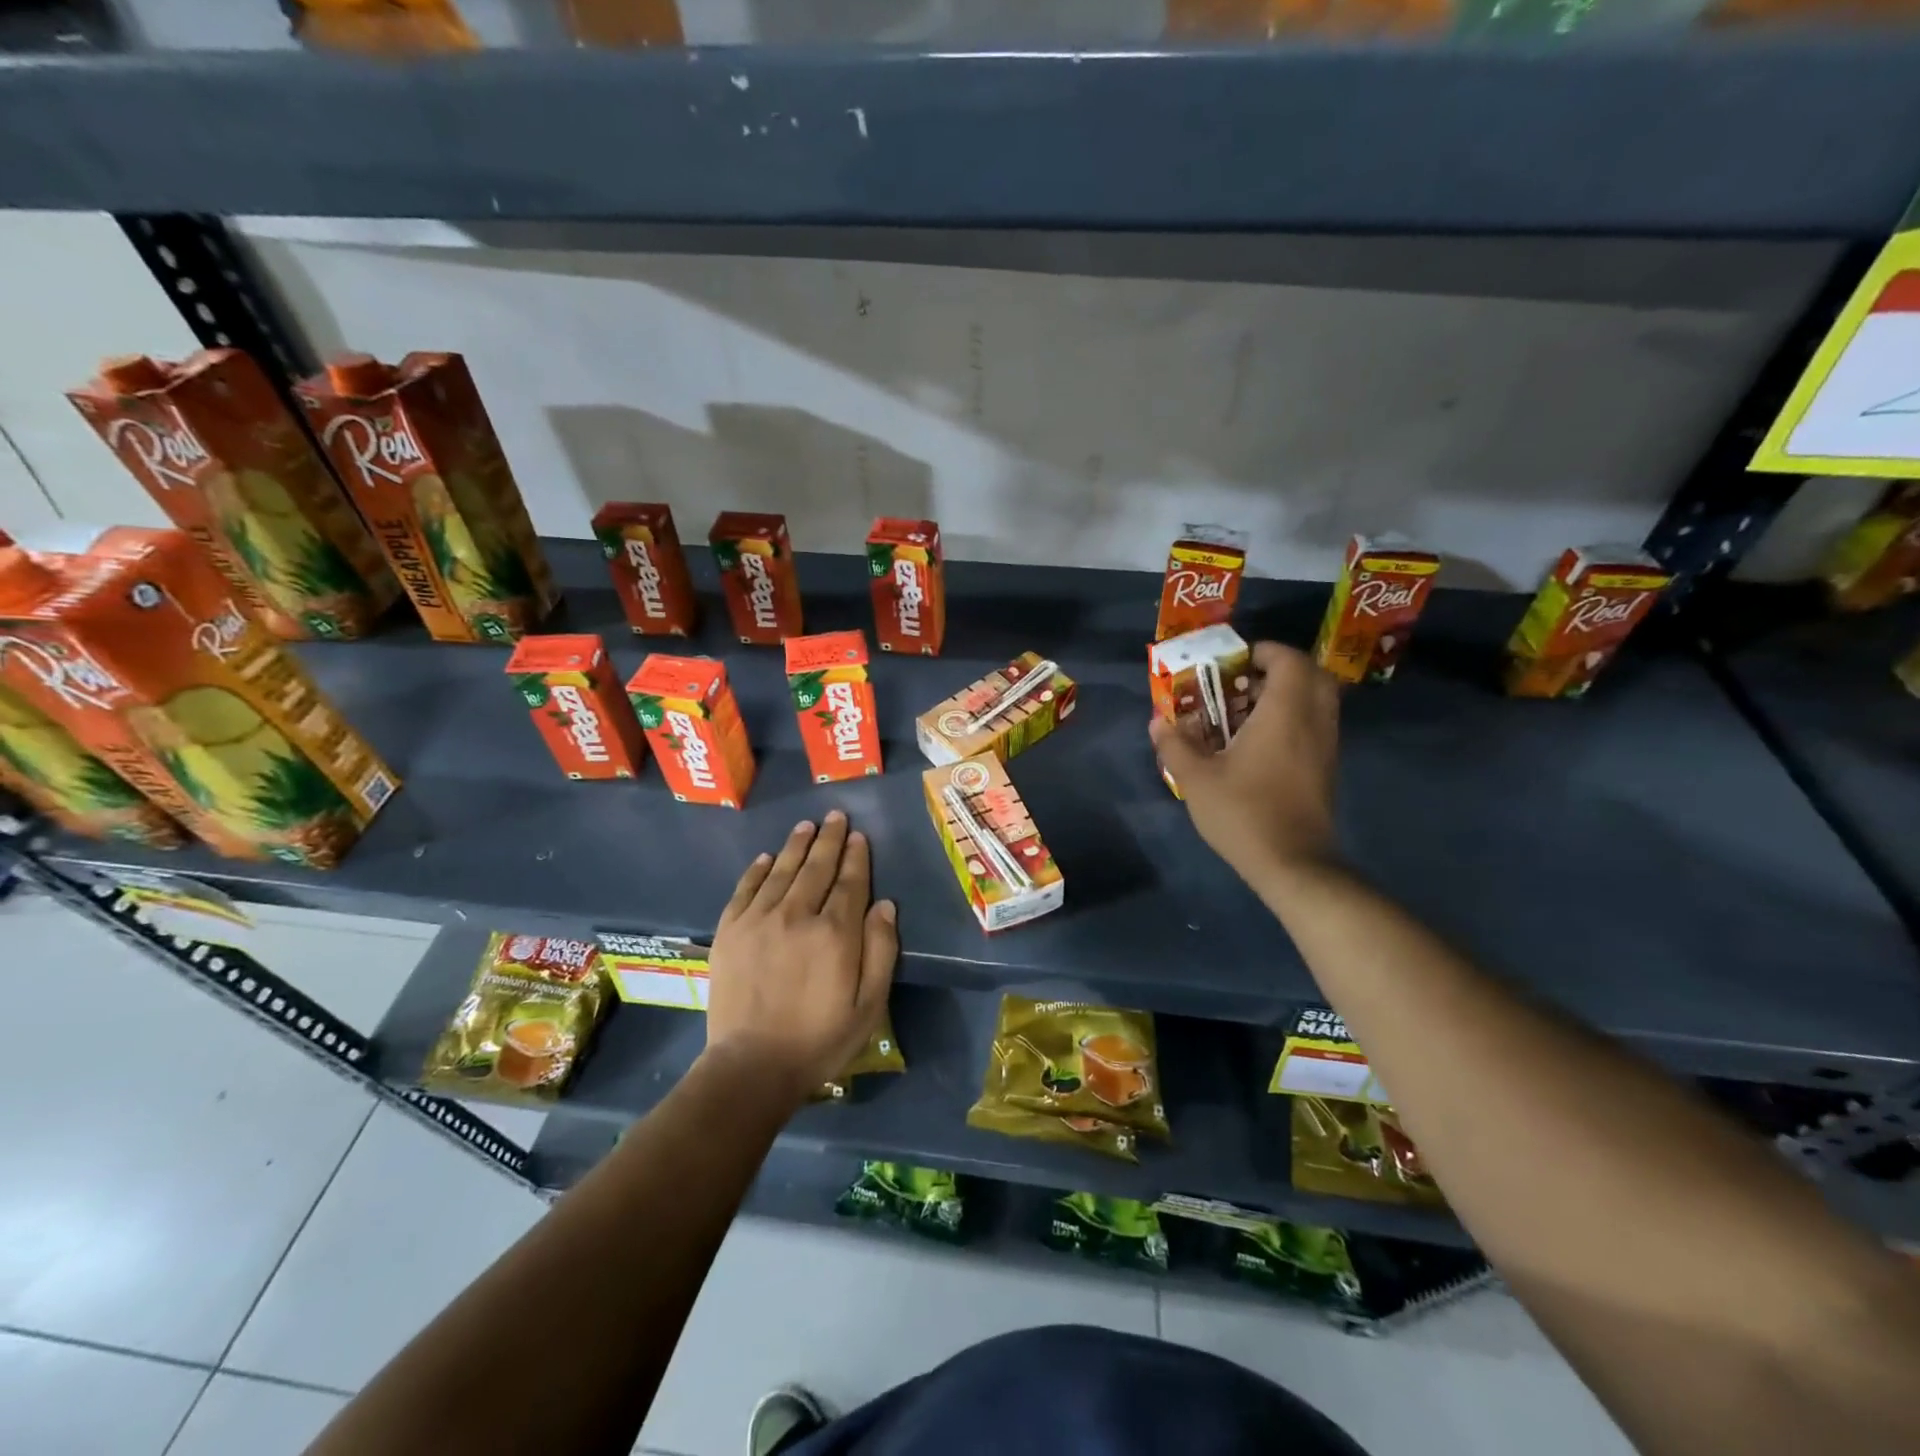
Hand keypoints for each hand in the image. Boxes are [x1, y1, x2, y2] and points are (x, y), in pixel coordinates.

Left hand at [704, 810, 898, 1106]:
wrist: (751, 1067)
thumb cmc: (819, 1040)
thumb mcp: (869, 1005)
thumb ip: (881, 951)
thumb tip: (886, 905)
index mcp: (835, 933)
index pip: (850, 882)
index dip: (856, 857)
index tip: (860, 836)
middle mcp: (797, 915)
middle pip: (816, 867)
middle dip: (829, 839)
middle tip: (835, 816)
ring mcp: (759, 920)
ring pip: (781, 870)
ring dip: (796, 845)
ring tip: (806, 825)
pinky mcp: (730, 932)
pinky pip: (745, 889)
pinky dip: (757, 870)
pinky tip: (765, 857)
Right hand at [1149, 641, 1341, 885]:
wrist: (1292, 863)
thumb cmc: (1243, 812)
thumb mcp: (1196, 779)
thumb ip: (1175, 744)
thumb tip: (1158, 721)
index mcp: (1284, 713)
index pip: (1288, 660)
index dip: (1263, 652)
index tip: (1234, 662)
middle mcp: (1313, 721)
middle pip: (1312, 674)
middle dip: (1280, 669)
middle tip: (1244, 682)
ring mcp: (1326, 745)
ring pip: (1318, 700)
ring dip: (1288, 694)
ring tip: (1247, 711)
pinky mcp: (1327, 767)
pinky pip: (1316, 724)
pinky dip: (1294, 718)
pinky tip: (1261, 742)